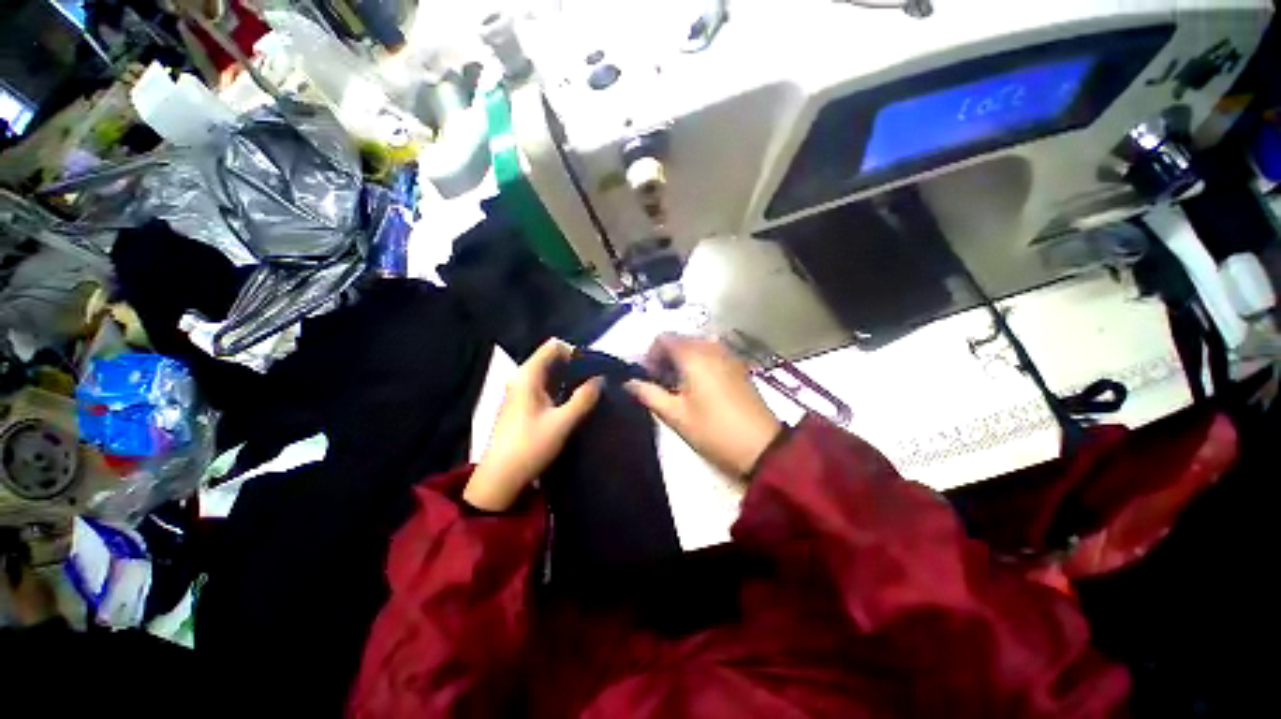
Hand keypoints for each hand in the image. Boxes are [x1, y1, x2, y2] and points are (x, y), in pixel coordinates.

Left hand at [464, 339, 602, 511]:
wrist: (501, 479)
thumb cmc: (530, 447)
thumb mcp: (563, 423)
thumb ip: (584, 398)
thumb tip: (601, 379)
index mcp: (528, 375)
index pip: (554, 346)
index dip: (576, 352)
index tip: (594, 368)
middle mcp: (523, 378)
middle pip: (553, 359)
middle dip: (577, 366)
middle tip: (599, 379)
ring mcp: (522, 391)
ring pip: (551, 374)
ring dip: (571, 378)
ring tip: (593, 390)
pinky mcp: (525, 404)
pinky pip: (548, 387)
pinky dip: (563, 389)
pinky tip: (578, 401)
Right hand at [626, 335, 781, 475]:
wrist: (761, 447)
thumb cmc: (713, 430)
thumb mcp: (675, 415)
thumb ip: (648, 394)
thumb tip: (629, 382)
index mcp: (693, 354)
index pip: (663, 338)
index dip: (650, 355)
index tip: (647, 377)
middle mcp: (711, 346)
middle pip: (680, 340)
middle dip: (665, 357)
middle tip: (660, 384)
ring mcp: (728, 355)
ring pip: (696, 347)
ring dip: (682, 361)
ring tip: (678, 388)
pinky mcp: (739, 366)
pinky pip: (711, 354)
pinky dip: (699, 363)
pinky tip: (699, 388)